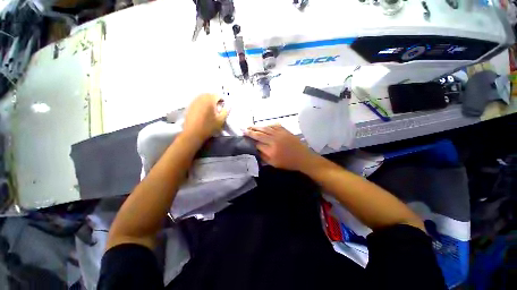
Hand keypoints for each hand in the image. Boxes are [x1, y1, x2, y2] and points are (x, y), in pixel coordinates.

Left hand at [183, 94, 228, 140]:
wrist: (193, 133)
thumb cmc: (208, 127)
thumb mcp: (221, 120)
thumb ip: (225, 111)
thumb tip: (228, 106)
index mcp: (209, 100)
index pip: (218, 95)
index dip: (222, 100)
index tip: (223, 107)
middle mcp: (201, 98)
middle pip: (210, 95)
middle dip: (215, 100)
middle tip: (218, 108)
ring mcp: (194, 101)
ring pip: (203, 97)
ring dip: (208, 101)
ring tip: (210, 110)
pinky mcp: (189, 106)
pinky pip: (198, 101)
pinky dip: (202, 104)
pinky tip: (203, 112)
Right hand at [244, 124, 316, 170]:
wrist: (303, 158)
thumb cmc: (288, 163)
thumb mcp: (274, 164)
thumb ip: (263, 157)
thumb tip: (256, 150)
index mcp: (271, 150)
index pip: (257, 144)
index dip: (250, 141)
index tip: (245, 138)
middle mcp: (274, 140)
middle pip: (259, 134)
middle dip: (250, 131)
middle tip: (243, 129)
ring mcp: (280, 134)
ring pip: (266, 128)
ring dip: (257, 126)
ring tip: (250, 126)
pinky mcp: (285, 131)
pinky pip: (274, 125)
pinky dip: (268, 125)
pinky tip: (264, 125)